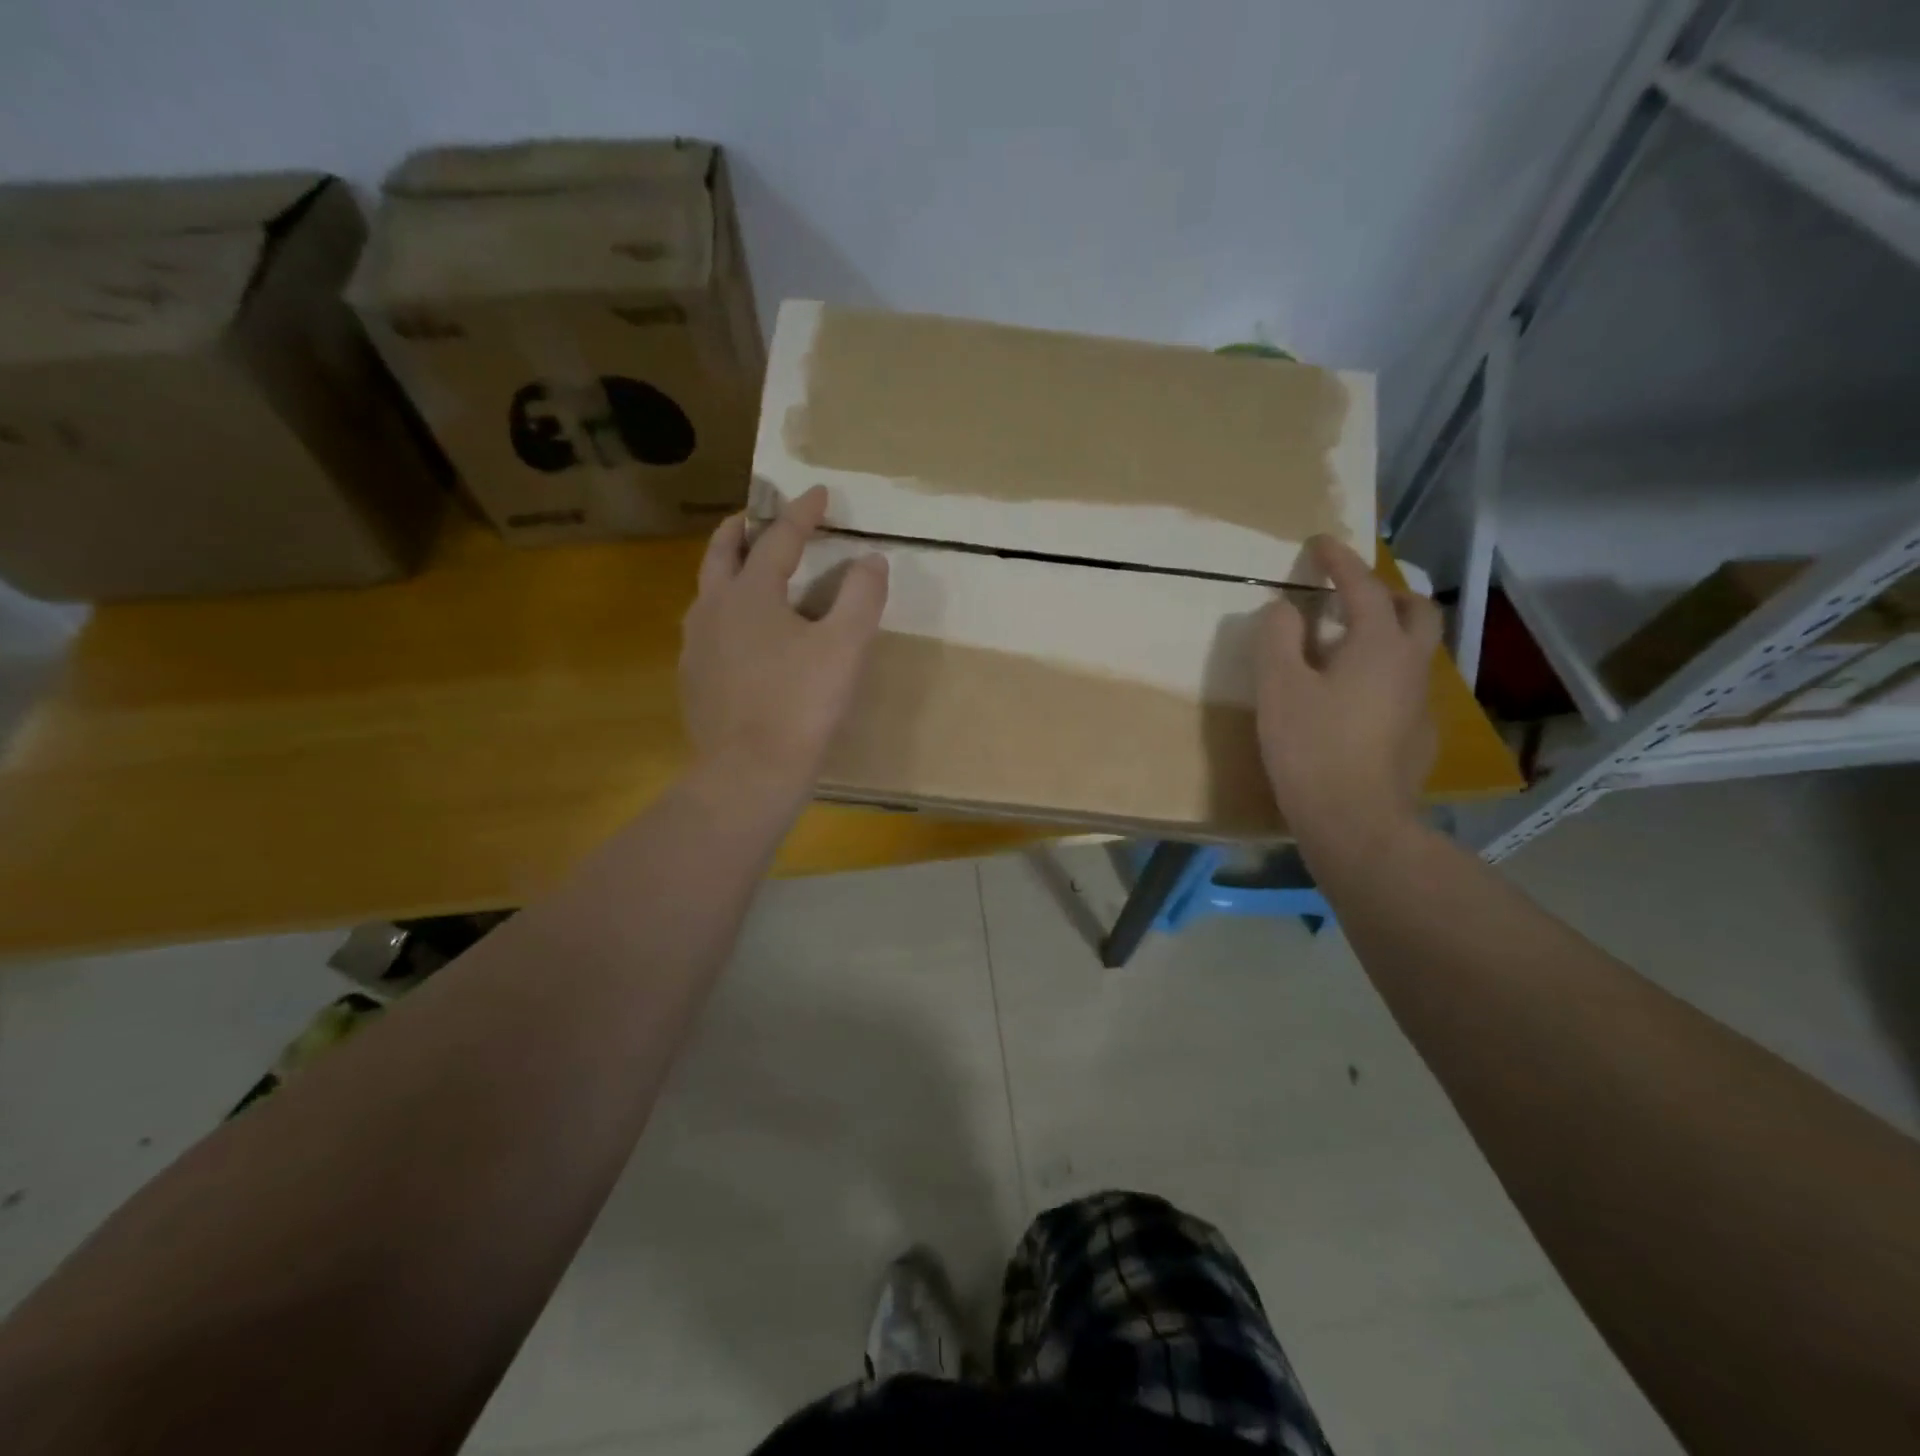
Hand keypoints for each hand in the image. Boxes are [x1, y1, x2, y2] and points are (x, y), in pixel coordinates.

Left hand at [680, 486, 888, 792]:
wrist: (749, 773)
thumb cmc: (801, 704)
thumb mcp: (845, 646)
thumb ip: (861, 596)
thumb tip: (871, 559)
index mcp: (750, 593)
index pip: (779, 538)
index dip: (802, 512)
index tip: (820, 492)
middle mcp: (713, 609)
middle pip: (722, 553)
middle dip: (742, 528)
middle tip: (756, 516)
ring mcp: (696, 647)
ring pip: (707, 593)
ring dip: (727, 572)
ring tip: (747, 574)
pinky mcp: (693, 680)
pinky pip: (707, 632)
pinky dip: (724, 615)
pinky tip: (740, 638)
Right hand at [1253, 535, 1441, 860]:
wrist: (1355, 821)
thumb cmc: (1310, 747)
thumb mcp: (1278, 687)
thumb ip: (1278, 638)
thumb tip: (1284, 609)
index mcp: (1377, 645)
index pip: (1362, 587)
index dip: (1339, 561)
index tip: (1319, 542)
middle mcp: (1411, 665)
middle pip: (1416, 610)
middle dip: (1385, 591)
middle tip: (1349, 594)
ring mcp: (1420, 702)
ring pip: (1414, 649)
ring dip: (1387, 632)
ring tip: (1345, 645)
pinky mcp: (1418, 735)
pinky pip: (1405, 685)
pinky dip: (1383, 671)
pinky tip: (1353, 697)